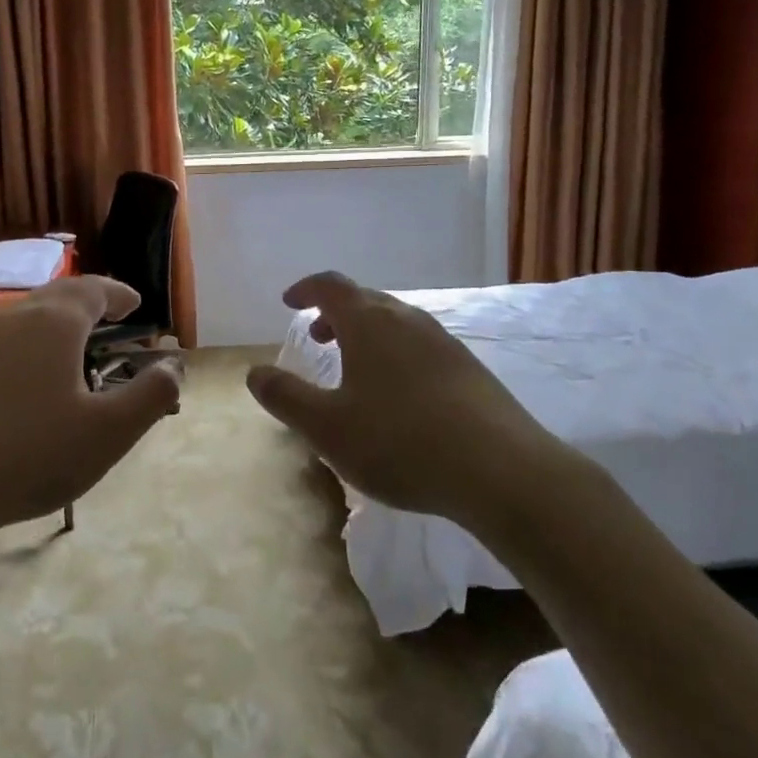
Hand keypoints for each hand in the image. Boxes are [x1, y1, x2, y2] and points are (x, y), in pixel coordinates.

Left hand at [0, 276, 180, 545]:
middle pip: (57, 297)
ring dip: (56, 325)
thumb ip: (151, 395)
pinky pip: (2, 344)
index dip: (119, 293)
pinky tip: (27, 383)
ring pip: (26, 319)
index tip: (135, 304)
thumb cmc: (33, 455)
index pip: (94, 289)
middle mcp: (14, 319)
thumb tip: (174, 367)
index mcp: (55, 322)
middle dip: (89, 303)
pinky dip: (27, 348)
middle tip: (110, 318)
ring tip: (74, 350)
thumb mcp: (109, 432)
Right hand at [245, 271, 560, 526]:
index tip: (288, 303)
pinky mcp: (469, 368)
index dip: (306, 289)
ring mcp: (443, 342)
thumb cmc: (400, 442)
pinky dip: (396, 353)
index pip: (330, 286)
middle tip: (317, 336)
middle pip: (364, 300)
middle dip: (335, 313)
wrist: (502, 471)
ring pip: (395, 323)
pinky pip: (420, 345)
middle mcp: (407, 320)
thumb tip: (255, 373)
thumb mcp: (327, 427)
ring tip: (354, 367)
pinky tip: (399, 393)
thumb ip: (286, 397)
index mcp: (369, 323)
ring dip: (367, 334)